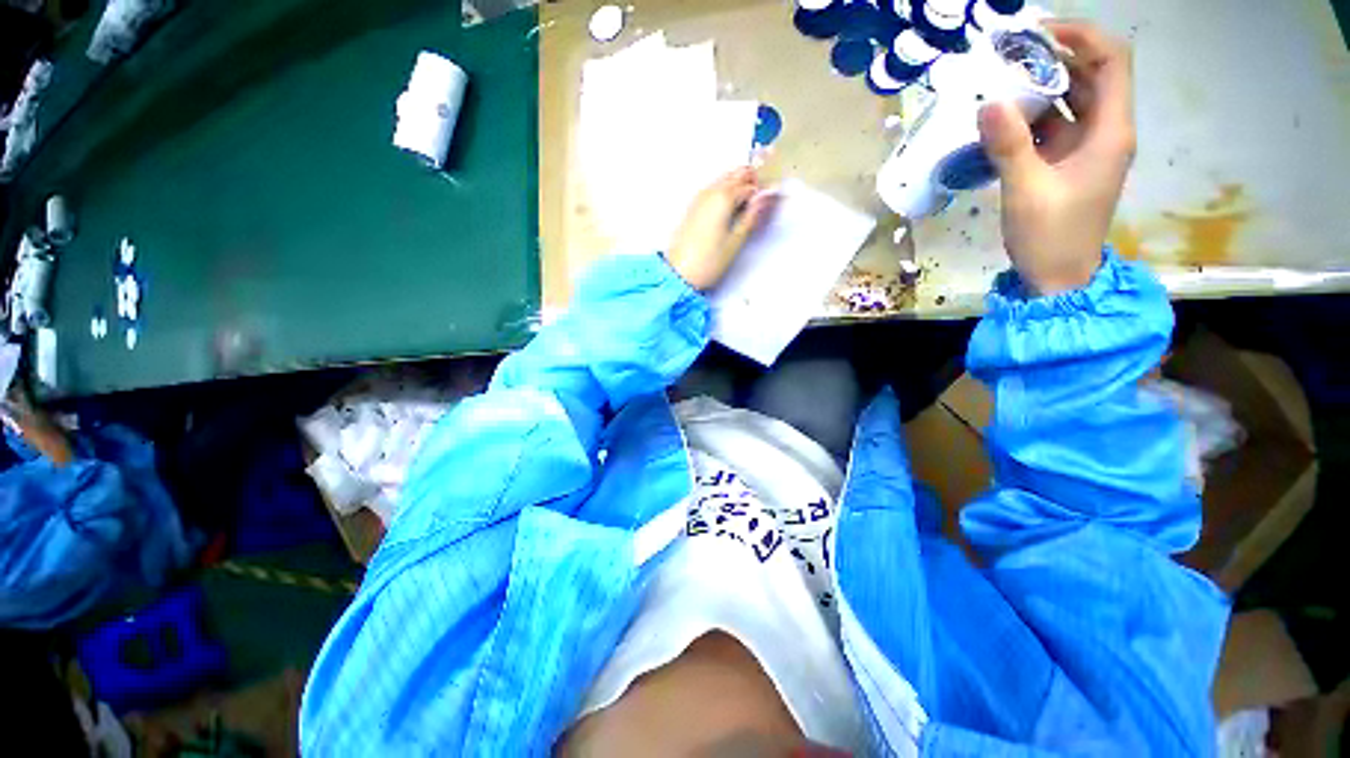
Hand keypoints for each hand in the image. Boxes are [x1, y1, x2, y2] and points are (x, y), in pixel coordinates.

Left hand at [666, 167, 776, 290]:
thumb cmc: (709, 261)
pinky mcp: (694, 206)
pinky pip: (714, 188)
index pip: (751, 185)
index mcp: (724, 197)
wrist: (679, 273)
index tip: (772, 203)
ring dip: (738, 185)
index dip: (764, 192)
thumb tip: (766, 197)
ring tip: (748, 206)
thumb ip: (752, 215)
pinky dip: (726, 191)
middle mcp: (711, 191)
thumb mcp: (736, 240)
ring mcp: (700, 197)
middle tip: (760, 202)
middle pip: (737, 174)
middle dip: (752, 182)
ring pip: (725, 179)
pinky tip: (731, 207)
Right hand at [978, 21, 1136, 294]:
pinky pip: (1054, 124)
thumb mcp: (1026, 191)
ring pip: (1071, 98)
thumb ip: (1009, 146)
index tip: (1036, 35)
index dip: (1080, 37)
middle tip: (1009, 54)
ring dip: (1041, 84)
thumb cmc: (1051, 237)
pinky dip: (1032, 113)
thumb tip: (988, 103)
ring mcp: (1086, 147)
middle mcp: (1105, 130)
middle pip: (1092, 73)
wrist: (1059, 278)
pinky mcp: (1067, 162)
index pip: (1111, 61)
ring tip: (1001, 79)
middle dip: (1055, 56)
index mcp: (1110, 131)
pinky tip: (1002, 116)